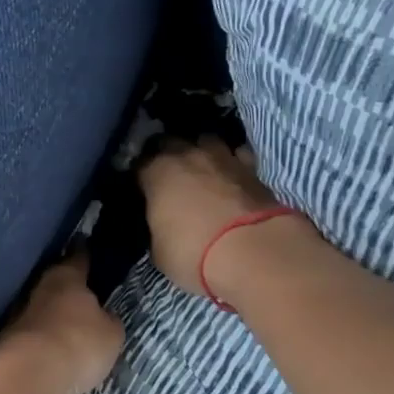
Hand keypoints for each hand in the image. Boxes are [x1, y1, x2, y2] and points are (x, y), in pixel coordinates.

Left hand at [0, 249, 123, 393]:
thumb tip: (104, 316)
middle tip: (83, 290)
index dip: (85, 251)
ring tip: (70, 323)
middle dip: (68, 285)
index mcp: (67, 276)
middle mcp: (40, 287)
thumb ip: (109, 320)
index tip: (85, 242)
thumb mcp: (111, 334)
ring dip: (53, 312)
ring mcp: (19, 313)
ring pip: (42, 306)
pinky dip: (42, 336)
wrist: (27, 376)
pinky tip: (52, 347)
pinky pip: (33, 331)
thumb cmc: (78, 344)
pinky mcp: (7, 339)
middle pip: (57, 281)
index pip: (79, 256)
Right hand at [138, 137, 310, 298]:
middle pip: (170, 142)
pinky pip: (237, 155)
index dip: (140, 177)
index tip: (142, 190)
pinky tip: (232, 177)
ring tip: (201, 171)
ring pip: (206, 140)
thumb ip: (157, 229)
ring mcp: (222, 157)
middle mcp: (187, 155)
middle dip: (167, 155)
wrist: (253, 252)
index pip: (139, 164)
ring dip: (201, 152)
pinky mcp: (253, 168)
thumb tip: (162, 225)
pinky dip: (232, 162)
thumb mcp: (159, 251)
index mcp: (157, 173)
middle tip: (169, 178)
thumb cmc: (194, 253)